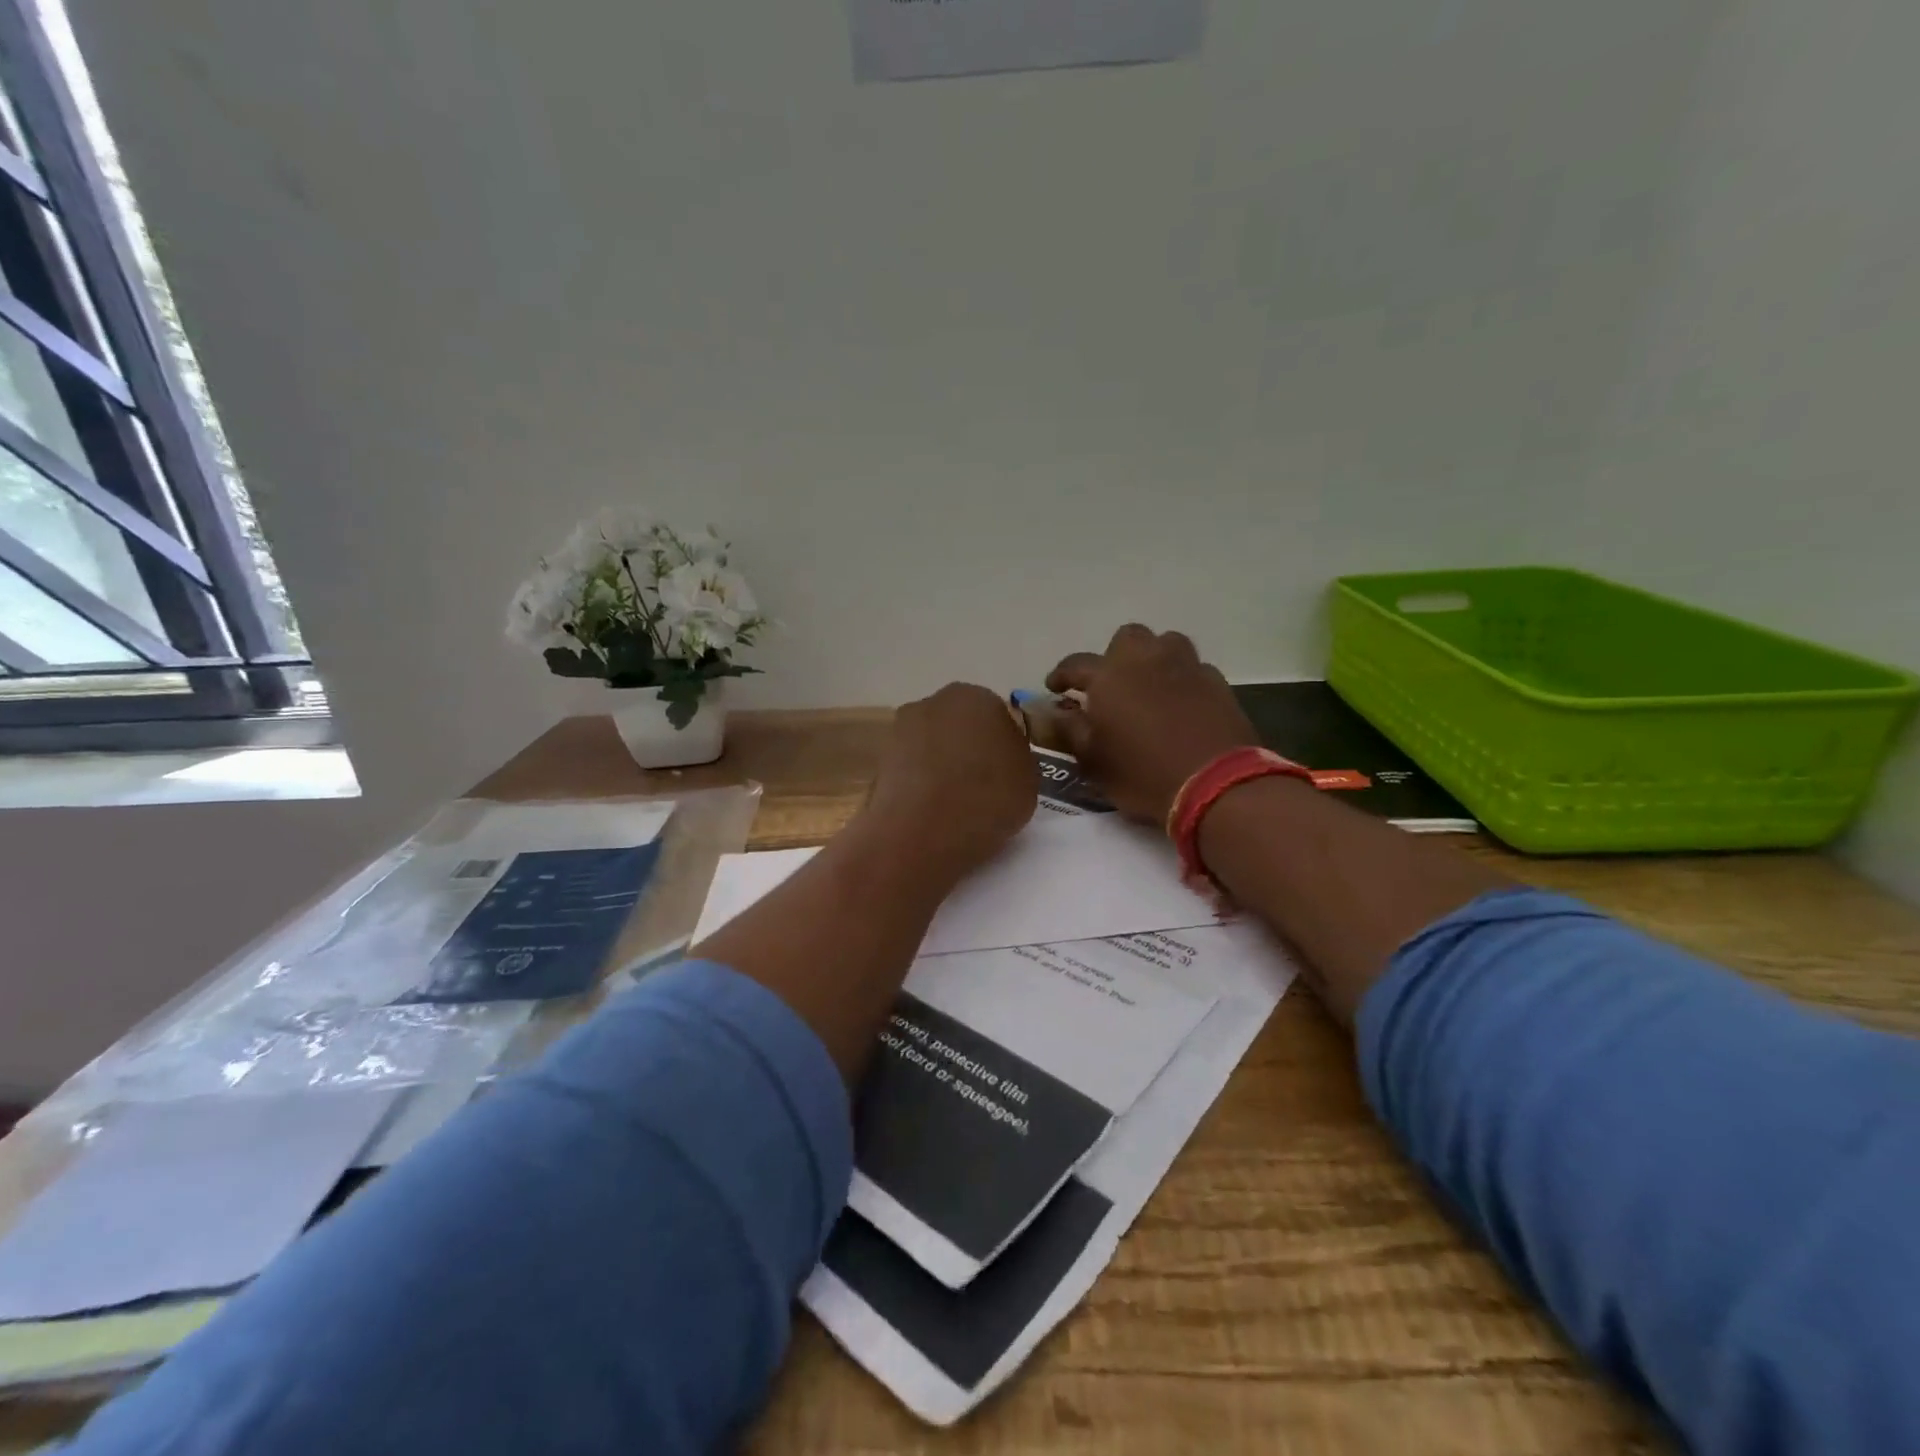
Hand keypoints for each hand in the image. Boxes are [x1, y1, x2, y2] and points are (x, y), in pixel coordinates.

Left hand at [863, 683, 1037, 878]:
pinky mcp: (879, 761)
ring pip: (931, 747)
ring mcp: (900, 730)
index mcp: (977, 697)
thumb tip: (1000, 758)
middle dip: (967, 750)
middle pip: (958, 726)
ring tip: (953, 805)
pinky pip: (910, 770)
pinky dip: (919, 785)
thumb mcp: (1029, 779)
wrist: (924, 831)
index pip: (996, 716)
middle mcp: (934, 702)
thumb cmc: (988, 798)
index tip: (1006, 774)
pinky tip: (929, 812)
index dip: (1002, 747)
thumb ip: (1015, 758)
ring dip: (940, 766)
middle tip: (980, 787)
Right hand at [1048, 625, 1259, 825]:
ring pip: (1165, 643)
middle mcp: (1146, 660)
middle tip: (1111, 685)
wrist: (1216, 784)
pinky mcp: (1217, 682)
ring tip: (1149, 685)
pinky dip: (1182, 679)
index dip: (1061, 675)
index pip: (1075, 664)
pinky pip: (1193, 668)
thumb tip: (1054, 711)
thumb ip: (1070, 730)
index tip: (1055, 688)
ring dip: (1153, 658)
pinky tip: (1182, 703)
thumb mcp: (1093, 761)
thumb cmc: (1143, 774)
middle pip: (1127, 638)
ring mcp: (1186, 666)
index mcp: (1108, 676)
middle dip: (1115, 657)